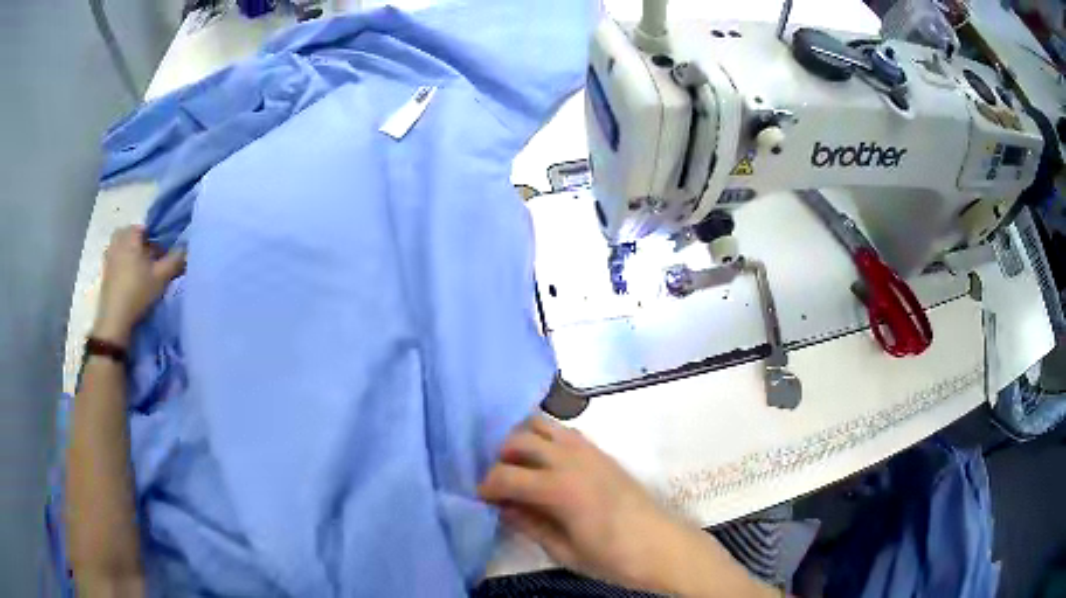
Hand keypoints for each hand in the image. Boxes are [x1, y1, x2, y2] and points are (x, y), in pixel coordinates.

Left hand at [92, 226, 184, 346]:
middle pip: (133, 237)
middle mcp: (117, 241)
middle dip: (143, 247)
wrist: (115, 320)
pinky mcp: (105, 272)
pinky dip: (123, 267)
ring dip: (132, 256)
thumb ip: (175, 260)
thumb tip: (186, 248)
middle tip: (152, 263)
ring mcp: (108, 256)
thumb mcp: (161, 277)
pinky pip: (117, 261)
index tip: (162, 256)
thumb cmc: (138, 292)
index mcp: (130, 235)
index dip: (157, 241)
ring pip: (124, 249)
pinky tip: (130, 282)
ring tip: (142, 274)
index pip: (147, 229)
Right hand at [480, 417, 778, 597]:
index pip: (505, 475)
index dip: (486, 486)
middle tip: (499, 484)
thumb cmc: (613, 557)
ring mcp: (589, 450)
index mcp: (559, 488)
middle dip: (499, 458)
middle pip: (518, 439)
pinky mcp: (602, 451)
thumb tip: (503, 507)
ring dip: (522, 439)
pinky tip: (546, 462)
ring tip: (519, 467)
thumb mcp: (564, 551)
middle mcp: (571, 459)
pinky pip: (565, 430)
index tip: (482, 500)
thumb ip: (530, 524)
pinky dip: (546, 436)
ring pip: (541, 423)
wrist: (664, 547)